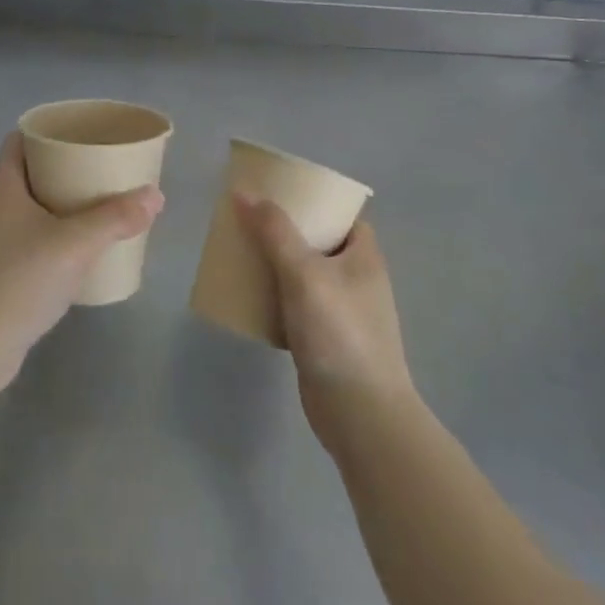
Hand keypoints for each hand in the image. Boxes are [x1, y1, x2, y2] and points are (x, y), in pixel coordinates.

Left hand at [0, 133, 162, 394]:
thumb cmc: (21, 282)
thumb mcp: (75, 245)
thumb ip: (116, 218)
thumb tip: (155, 195)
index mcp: (1, 189)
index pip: (17, 142)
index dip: (45, 133)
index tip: (79, 135)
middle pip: (26, 174)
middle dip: (61, 170)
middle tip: (98, 171)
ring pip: (26, 209)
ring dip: (57, 205)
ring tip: (94, 208)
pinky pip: (25, 239)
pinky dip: (49, 235)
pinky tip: (74, 251)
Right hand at [233, 197, 414, 450]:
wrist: (358, 412)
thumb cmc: (338, 332)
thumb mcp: (304, 273)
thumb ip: (274, 232)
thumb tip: (243, 192)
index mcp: (364, 256)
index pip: (342, 215)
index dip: (313, 201)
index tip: (278, 194)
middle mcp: (356, 279)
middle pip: (317, 243)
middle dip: (283, 232)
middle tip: (248, 222)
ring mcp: (342, 312)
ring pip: (302, 276)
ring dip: (274, 266)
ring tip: (241, 254)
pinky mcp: (324, 340)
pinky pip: (294, 307)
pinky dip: (273, 299)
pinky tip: (247, 299)